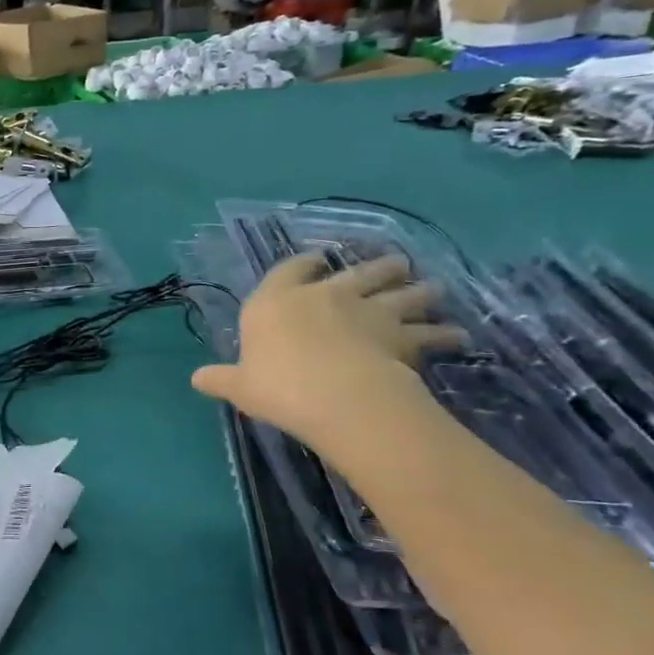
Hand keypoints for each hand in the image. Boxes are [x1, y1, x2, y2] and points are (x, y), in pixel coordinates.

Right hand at [191, 253, 465, 444]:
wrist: (336, 395)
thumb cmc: (278, 385)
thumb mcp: (240, 385)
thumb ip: (221, 378)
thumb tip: (195, 379)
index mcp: (278, 301)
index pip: (290, 270)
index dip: (303, 264)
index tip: (317, 259)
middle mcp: (325, 295)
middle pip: (356, 272)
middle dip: (376, 267)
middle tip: (396, 264)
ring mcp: (368, 311)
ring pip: (399, 293)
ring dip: (418, 290)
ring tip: (434, 287)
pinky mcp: (402, 335)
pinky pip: (430, 331)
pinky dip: (446, 332)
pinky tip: (458, 335)